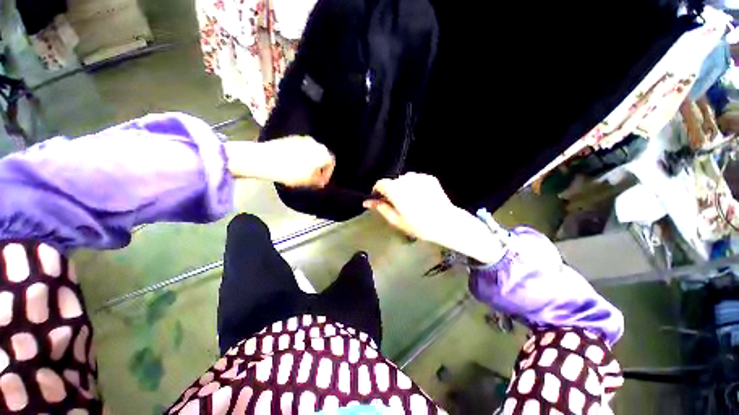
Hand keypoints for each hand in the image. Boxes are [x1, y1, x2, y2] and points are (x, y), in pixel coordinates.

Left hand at [226, 136, 334, 187]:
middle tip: (313, 177)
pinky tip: (292, 164)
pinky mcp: (290, 138)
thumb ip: (319, 181)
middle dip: (319, 167)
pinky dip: (301, 156)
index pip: (331, 162)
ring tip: (301, 172)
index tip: (321, 181)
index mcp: (322, 152)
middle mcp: (315, 143)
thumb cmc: (291, 172)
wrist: (264, 159)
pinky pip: (301, 148)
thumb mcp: (309, 181)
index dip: (328, 173)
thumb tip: (322, 180)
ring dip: (310, 162)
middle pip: (322, 156)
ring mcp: (302, 139)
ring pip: (311, 152)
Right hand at [363, 173, 455, 242]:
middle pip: (393, 182)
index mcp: (394, 188)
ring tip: (411, 202)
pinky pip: (416, 180)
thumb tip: (367, 202)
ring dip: (404, 188)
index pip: (380, 184)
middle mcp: (405, 178)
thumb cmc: (418, 225)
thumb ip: (380, 208)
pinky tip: (421, 198)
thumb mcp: (396, 220)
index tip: (380, 200)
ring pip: (405, 180)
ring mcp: (419, 176)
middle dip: (392, 191)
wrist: (445, 222)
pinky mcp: (429, 178)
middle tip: (398, 205)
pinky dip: (415, 187)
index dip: (378, 191)